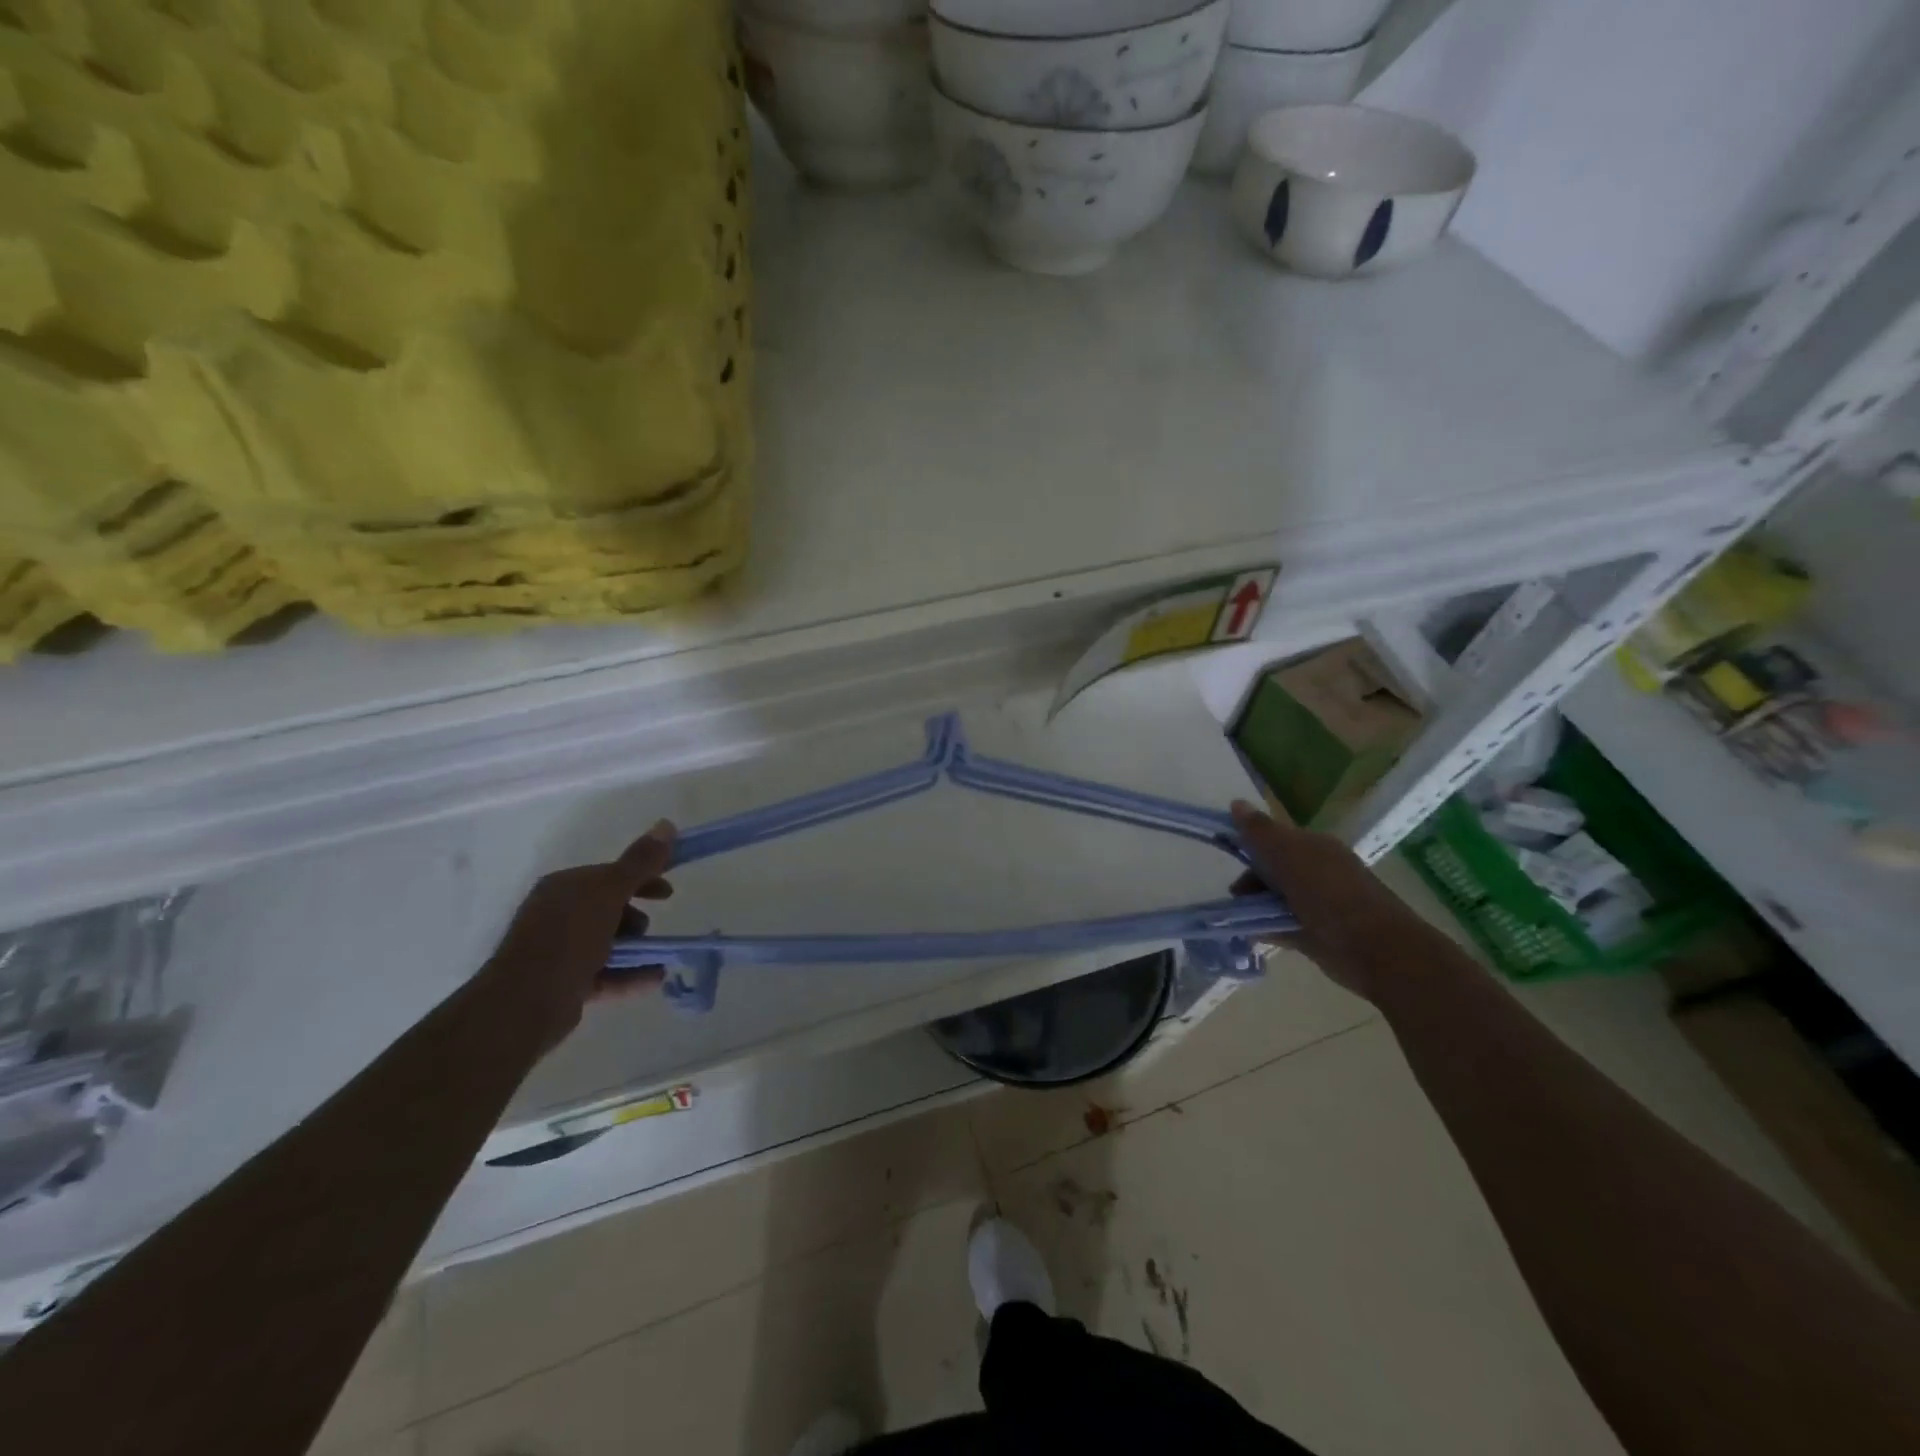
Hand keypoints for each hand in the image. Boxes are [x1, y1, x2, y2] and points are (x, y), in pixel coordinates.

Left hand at [485, 820, 676, 1053]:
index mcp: (564, 887)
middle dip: (635, 917)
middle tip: (651, 927)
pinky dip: (632, 974)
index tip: (668, 893)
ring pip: (608, 943)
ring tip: (658, 958)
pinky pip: (607, 973)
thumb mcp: (609, 892)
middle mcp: (558, 915)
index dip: (642, 879)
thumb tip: (666, 824)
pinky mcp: (564, 984)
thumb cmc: (568, 938)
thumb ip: (640, 862)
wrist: (524, 1002)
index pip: (609, 875)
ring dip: (638, 949)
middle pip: (608, 909)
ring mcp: (559, 951)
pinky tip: (657, 977)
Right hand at [1229, 800, 1437, 1002]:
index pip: (1274, 839)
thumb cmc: (1330, 894)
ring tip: (1239, 919)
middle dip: (1250, 882)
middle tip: (1237, 897)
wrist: (1374, 949)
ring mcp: (1317, 904)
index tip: (1227, 858)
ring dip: (1254, 906)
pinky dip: (1264, 927)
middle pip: (1271, 870)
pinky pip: (1280, 925)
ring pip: (1274, 899)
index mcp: (1315, 847)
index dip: (1249, 846)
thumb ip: (1260, 832)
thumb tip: (1236, 803)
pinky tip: (1249, 933)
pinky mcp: (1315, 934)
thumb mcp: (1290, 855)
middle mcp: (1317, 872)